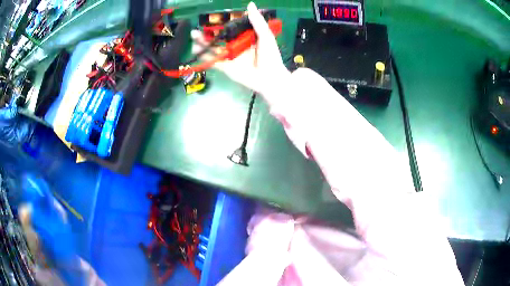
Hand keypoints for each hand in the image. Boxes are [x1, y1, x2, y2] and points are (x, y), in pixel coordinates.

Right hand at [191, 2, 289, 95]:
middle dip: (207, 33)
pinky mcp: (226, 67)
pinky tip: (196, 51)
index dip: (221, 23)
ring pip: (213, 48)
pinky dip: (204, 57)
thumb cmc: (270, 56)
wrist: (269, 77)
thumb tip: (250, 4)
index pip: (231, 28)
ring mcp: (230, 56)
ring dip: (202, 43)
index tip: (212, 18)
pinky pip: (213, 61)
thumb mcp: (265, 35)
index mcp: (245, 37)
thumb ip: (257, 21)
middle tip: (197, 28)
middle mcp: (236, 45)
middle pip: (219, 38)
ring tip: (193, 36)